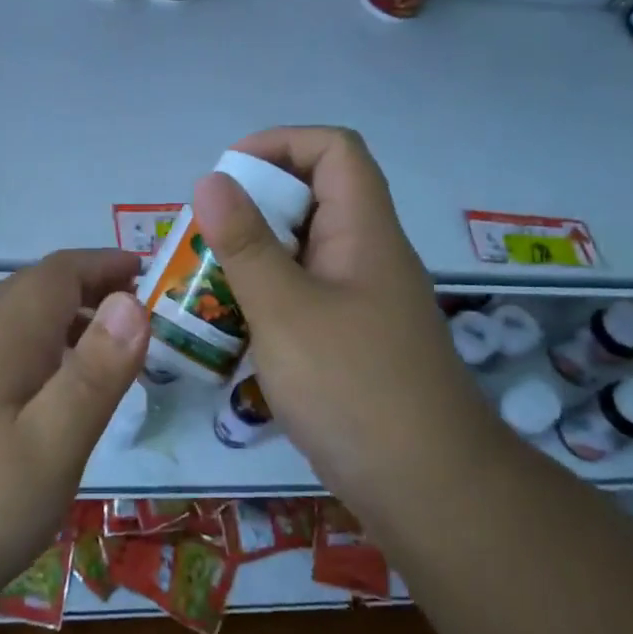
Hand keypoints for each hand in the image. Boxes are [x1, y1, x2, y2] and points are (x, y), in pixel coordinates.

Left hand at [0, 250, 148, 617]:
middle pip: (37, 288)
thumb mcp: (51, 446)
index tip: (149, 272)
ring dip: (66, 318)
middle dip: (90, 287)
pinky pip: (2, 350)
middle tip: (139, 313)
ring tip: (107, 351)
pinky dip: (41, 349)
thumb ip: (94, 374)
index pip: (60, 272)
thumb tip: (133, 302)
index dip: (106, 264)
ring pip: (17, 319)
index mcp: (6, 335)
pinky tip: (51, 395)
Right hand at [192, 127, 497, 521]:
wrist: (429, 490)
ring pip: (305, 251)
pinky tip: (235, 328)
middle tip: (203, 237)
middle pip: (315, 197)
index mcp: (363, 231)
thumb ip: (245, 244)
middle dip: (254, 205)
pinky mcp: (355, 340)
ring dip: (255, 255)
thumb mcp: (285, 310)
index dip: (279, 144)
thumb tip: (211, 179)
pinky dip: (268, 297)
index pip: (333, 149)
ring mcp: (364, 301)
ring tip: (205, 281)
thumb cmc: (353, 388)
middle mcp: (368, 255)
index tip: (226, 176)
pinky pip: (306, 295)